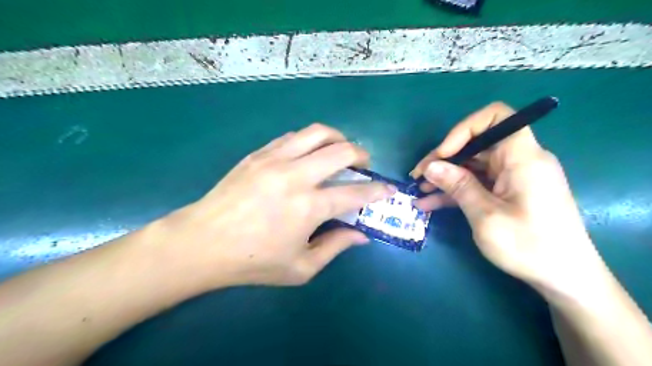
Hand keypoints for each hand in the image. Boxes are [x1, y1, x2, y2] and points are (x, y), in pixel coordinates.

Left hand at [153, 124, 393, 290]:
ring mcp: (275, 159)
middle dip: (362, 155)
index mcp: (310, 207)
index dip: (377, 190)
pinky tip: (308, 153)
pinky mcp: (258, 154)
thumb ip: (335, 247)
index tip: (388, 189)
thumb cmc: (252, 261)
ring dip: (337, 138)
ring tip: (340, 150)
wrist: (202, 243)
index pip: (355, 192)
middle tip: (364, 164)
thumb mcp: (300, 267)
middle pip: (342, 150)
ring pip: (317, 132)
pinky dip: (309, 141)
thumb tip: (361, 235)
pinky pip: (292, 136)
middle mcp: (296, 175)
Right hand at [412, 101, 606, 298]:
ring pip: (472, 166)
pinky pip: (477, 184)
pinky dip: (455, 191)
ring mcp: (512, 178)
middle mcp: (518, 161)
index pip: (496, 117)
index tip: (443, 154)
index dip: (464, 129)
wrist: (564, 278)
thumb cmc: (529, 246)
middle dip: (444, 158)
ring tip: (419, 191)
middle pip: (476, 144)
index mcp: (522, 157)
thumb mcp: (486, 216)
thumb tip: (431, 166)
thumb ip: (458, 186)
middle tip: (418, 177)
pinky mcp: (507, 193)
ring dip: (445, 177)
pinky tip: (430, 203)